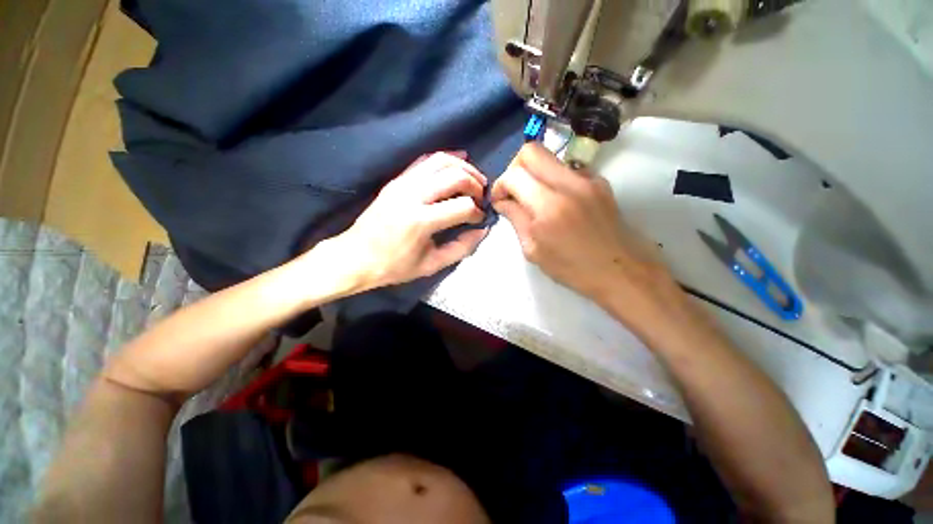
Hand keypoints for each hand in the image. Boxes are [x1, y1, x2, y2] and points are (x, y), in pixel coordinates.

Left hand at [328, 152, 489, 289]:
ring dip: (464, 167)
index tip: (479, 219)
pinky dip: (445, 158)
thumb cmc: (394, 266)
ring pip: (441, 161)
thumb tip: (482, 230)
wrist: (355, 257)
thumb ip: (461, 247)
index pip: (462, 206)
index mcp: (421, 221)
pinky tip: (459, 160)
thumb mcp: (432, 264)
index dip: (477, 212)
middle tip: (481, 196)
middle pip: (455, 177)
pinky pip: (425, 161)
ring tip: (475, 179)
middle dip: (475, 184)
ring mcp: (402, 184)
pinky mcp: (396, 180)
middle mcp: (412, 196)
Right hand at [491, 143, 673, 308]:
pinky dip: (554, 179)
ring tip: (534, 198)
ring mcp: (587, 178)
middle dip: (514, 168)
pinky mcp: (599, 180)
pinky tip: (557, 201)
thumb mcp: (534, 251)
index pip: (514, 175)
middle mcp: (568, 184)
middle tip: (514, 191)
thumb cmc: (572, 269)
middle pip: (531, 151)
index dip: (500, 186)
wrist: (620, 270)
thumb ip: (516, 219)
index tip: (500, 201)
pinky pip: (567, 168)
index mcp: (548, 207)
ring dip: (534, 173)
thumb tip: (502, 201)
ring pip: (550, 157)